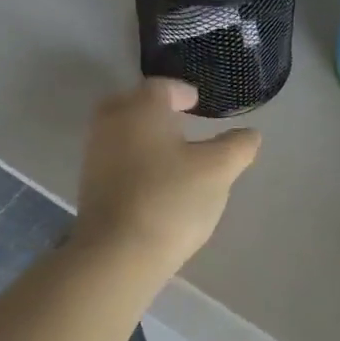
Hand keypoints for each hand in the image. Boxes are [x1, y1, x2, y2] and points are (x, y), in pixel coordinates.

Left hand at [72, 78, 261, 275]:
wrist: (118, 253)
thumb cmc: (171, 200)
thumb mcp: (218, 171)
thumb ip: (237, 147)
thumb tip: (250, 134)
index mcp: (141, 109)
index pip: (162, 87)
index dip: (182, 92)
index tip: (197, 103)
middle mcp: (111, 123)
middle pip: (133, 104)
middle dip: (156, 109)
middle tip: (180, 121)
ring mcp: (95, 155)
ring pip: (122, 132)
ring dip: (144, 135)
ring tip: (172, 153)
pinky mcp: (90, 185)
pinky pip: (115, 158)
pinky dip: (134, 159)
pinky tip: (154, 180)